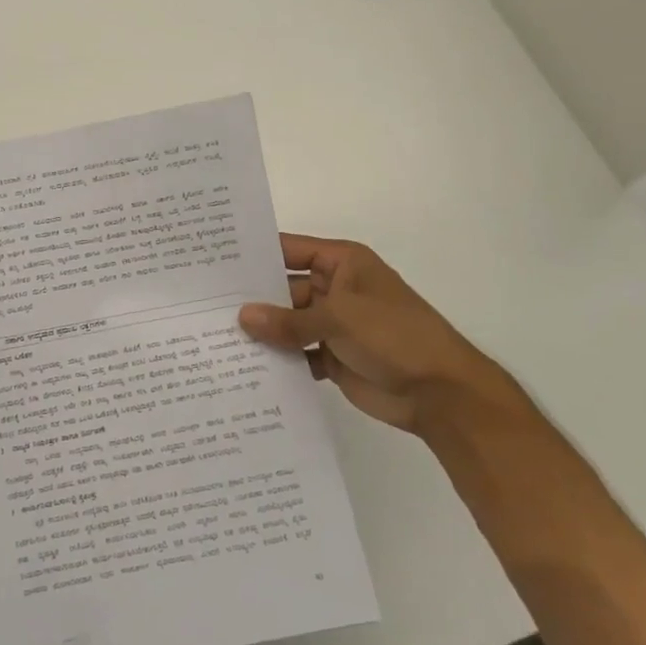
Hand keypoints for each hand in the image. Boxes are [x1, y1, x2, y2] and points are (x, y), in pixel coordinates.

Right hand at [238, 234, 517, 433]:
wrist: (441, 393)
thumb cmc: (395, 336)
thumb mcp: (340, 318)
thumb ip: (289, 320)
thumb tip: (242, 317)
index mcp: (342, 263)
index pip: (290, 250)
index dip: (256, 255)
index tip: (215, 261)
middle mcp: (334, 289)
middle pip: (283, 288)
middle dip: (252, 298)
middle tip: (204, 305)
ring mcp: (333, 324)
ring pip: (287, 323)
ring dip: (263, 331)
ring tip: (214, 336)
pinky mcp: (332, 357)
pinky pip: (296, 353)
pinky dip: (278, 359)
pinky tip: (244, 365)